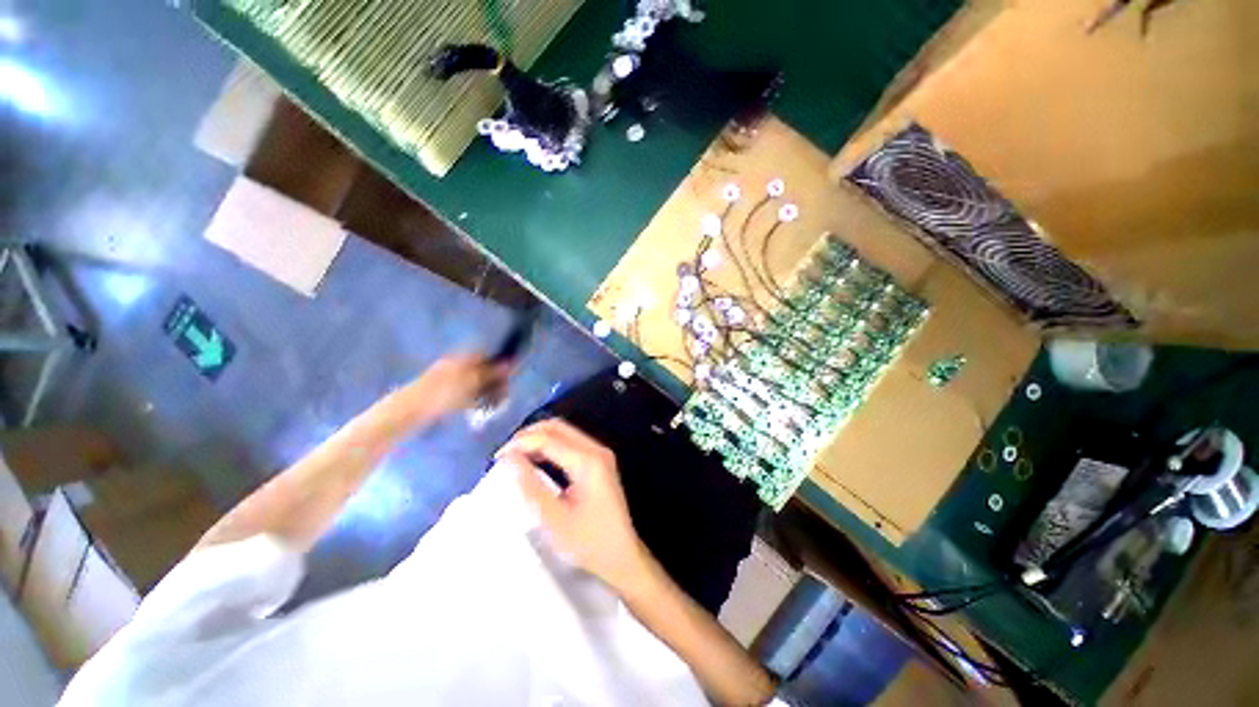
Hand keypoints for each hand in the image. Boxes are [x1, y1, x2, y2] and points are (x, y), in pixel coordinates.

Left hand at [401, 353, 510, 419]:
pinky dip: (473, 401)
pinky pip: (465, 394)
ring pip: (475, 384)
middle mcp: (456, 365)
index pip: (487, 355)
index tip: (508, 379)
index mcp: (463, 358)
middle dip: (494, 383)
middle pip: (483, 370)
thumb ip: (492, 373)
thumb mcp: (472, 382)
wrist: (408, 412)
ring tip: (491, 407)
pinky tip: (476, 411)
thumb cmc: (442, 394)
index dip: (500, 365)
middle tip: (502, 398)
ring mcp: (448, 379)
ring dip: (486, 394)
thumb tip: (509, 364)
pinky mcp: (442, 394)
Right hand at [498, 420, 649, 593]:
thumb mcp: (554, 519)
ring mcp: (599, 453)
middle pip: (557, 426)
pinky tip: (535, 460)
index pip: (548, 438)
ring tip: (515, 457)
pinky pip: (570, 441)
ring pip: (564, 431)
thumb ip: (531, 486)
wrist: (622, 556)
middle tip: (505, 454)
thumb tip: (510, 459)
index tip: (497, 458)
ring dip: (538, 438)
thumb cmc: (589, 542)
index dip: (520, 443)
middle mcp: (596, 449)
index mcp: (587, 461)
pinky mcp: (599, 460)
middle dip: (528, 435)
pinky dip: (549, 445)